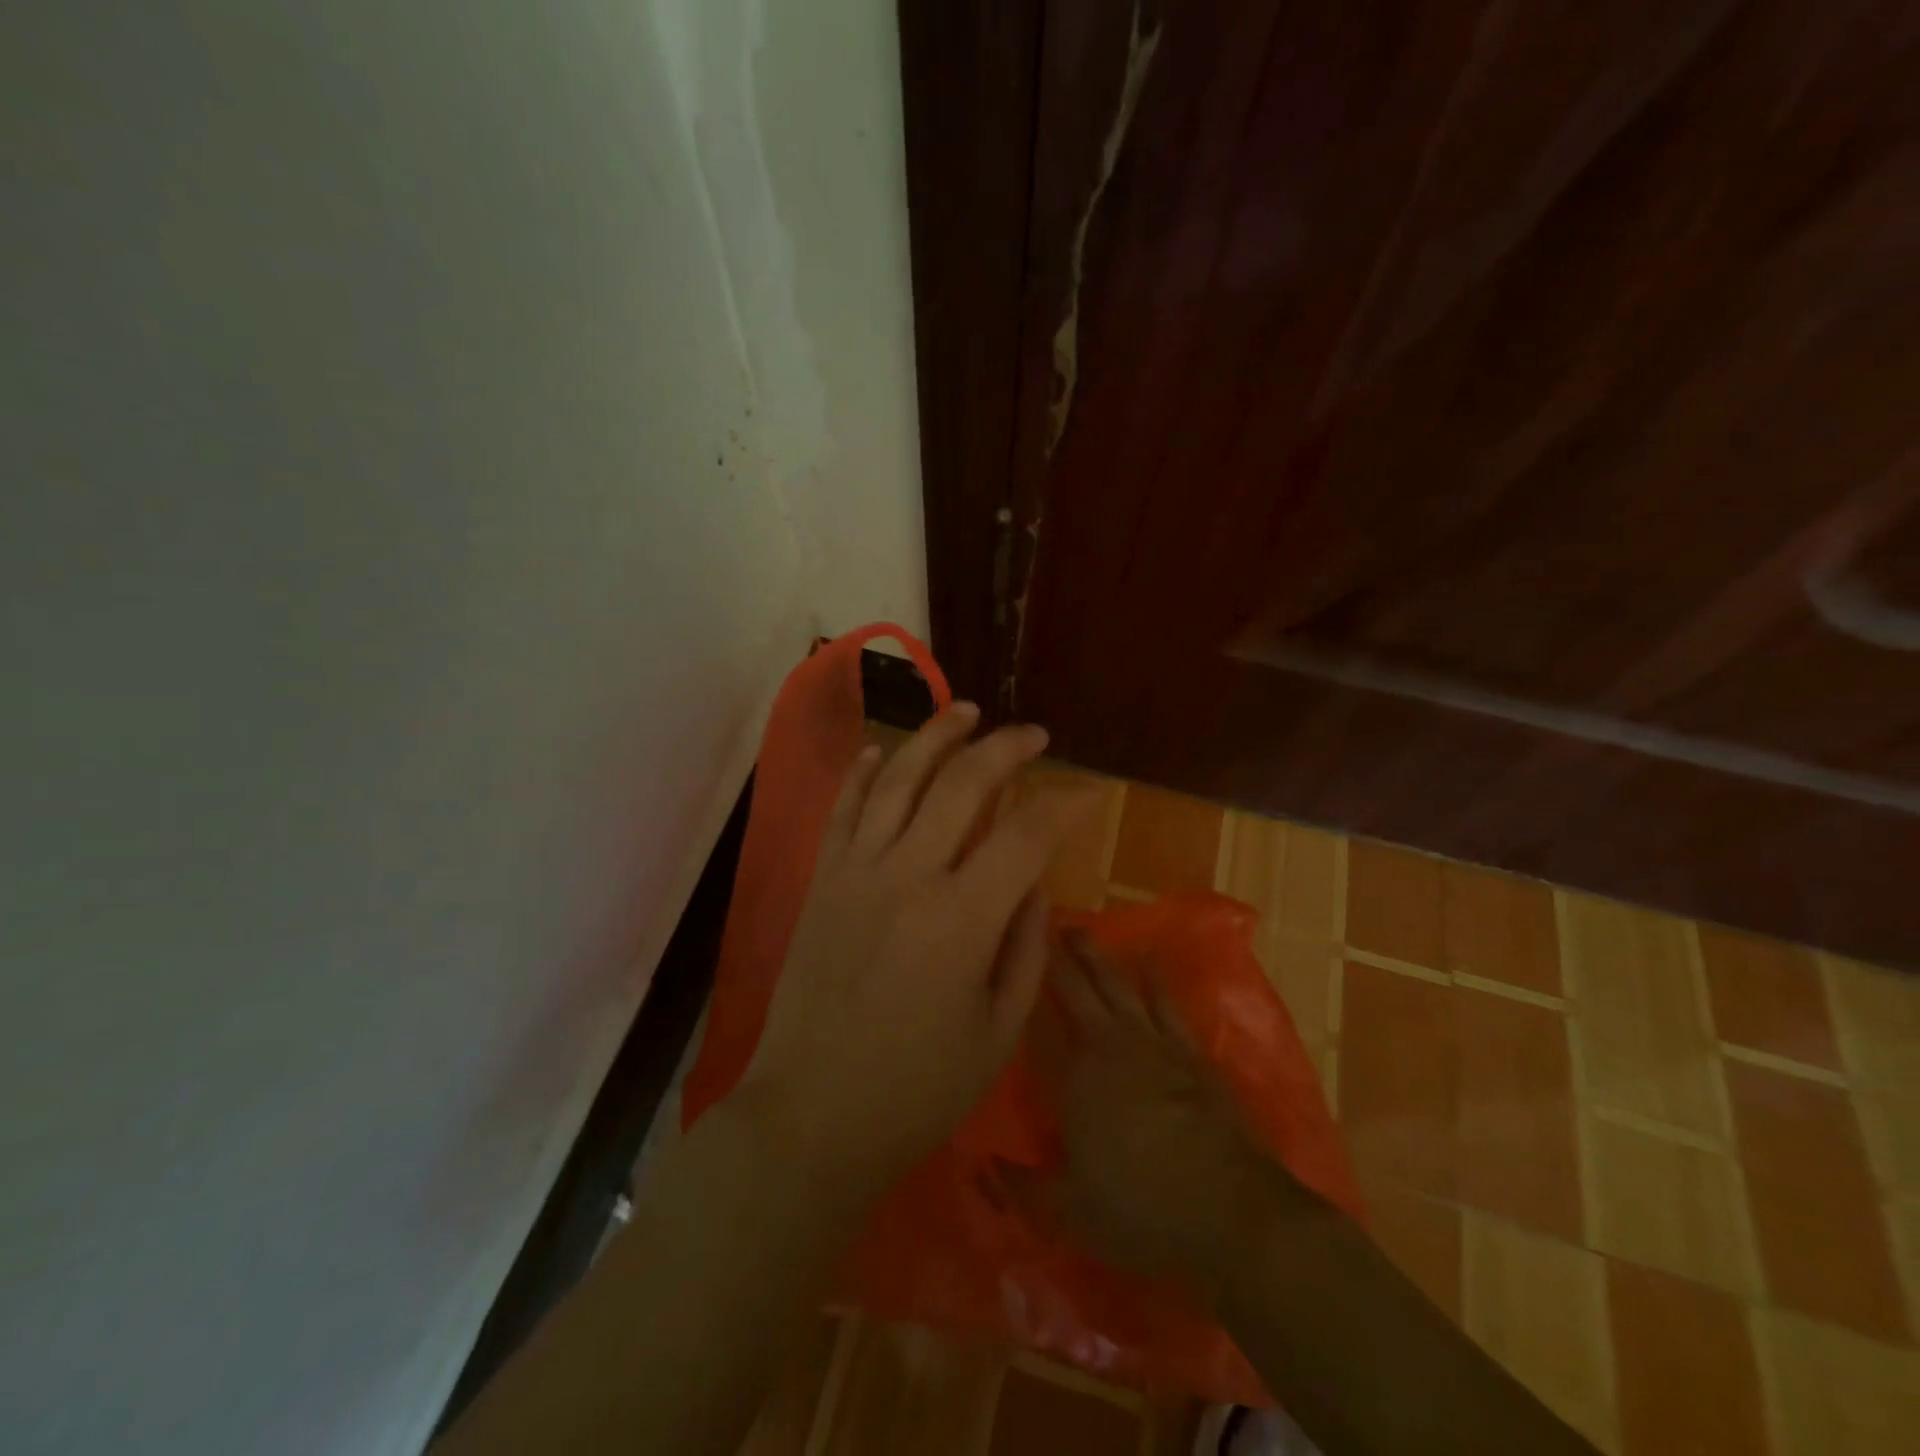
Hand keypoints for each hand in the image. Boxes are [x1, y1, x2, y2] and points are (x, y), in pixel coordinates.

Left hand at [734, 704, 1100, 1197]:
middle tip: (1031, 735)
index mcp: (962, 919)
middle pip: (961, 784)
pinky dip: (863, 772)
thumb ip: (1025, 946)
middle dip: (1004, 748)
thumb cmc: (916, 1090)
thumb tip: (1033, 881)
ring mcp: (855, 872)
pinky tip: (880, 750)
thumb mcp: (998, 1031)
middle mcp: (907, 876)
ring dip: (934, 737)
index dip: (1065, 801)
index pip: (1026, 832)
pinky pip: (843, 809)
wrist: (810, 1117)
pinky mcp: (821, 881)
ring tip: (964, 711)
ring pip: (897, 778)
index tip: (1089, 790)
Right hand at [1020, 931, 1302, 1308]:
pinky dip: (1153, 977)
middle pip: (1075, 990)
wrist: (1232, 1211)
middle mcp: (1108, 1048)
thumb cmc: (1143, 1212)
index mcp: (1073, 1081)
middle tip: (1041, 921)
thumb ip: (1020, 1185)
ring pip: (1117, 984)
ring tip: (1080, 928)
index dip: (1021, 991)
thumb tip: (980, 1164)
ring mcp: (1152, 1043)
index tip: (1006, 958)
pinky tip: (1145, 957)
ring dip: (1096, 955)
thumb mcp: (1070, 1212)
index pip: (1038, 1026)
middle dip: (1055, 956)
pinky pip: (1165, 1000)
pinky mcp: (1188, 1050)